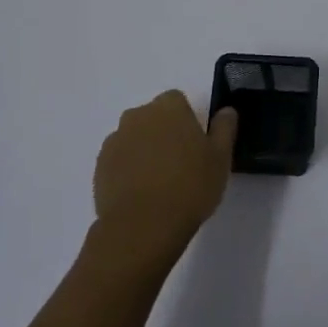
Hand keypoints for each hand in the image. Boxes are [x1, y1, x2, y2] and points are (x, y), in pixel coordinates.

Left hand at [92, 91, 237, 267]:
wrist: (142, 226)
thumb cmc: (190, 186)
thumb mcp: (221, 158)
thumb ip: (224, 128)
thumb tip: (226, 111)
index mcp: (168, 108)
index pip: (177, 100)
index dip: (187, 119)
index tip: (196, 143)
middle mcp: (137, 116)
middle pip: (153, 117)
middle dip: (164, 132)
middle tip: (181, 162)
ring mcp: (115, 141)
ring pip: (134, 137)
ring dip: (145, 149)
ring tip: (159, 181)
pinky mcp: (100, 166)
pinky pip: (119, 159)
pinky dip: (129, 168)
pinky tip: (142, 192)